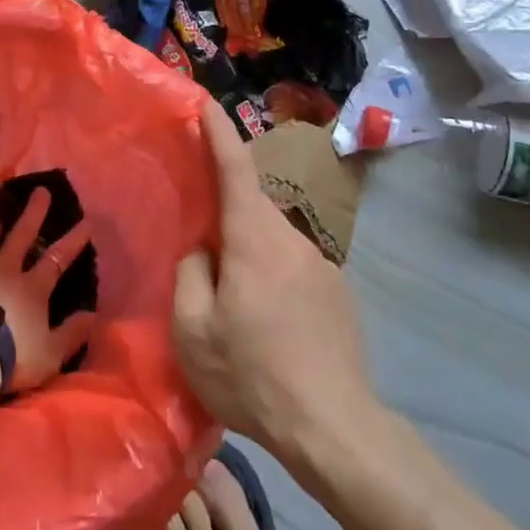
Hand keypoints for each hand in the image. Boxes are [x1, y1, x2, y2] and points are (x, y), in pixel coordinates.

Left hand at [0, 188, 95, 394]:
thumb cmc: (9, 357)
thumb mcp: (50, 354)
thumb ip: (72, 333)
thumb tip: (92, 314)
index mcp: (32, 289)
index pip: (57, 259)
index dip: (73, 241)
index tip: (86, 222)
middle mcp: (3, 270)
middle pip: (21, 236)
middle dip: (33, 213)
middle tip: (40, 190)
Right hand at [173, 104, 376, 462]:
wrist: (335, 426)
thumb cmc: (253, 375)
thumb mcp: (193, 330)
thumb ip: (190, 273)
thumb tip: (204, 250)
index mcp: (254, 239)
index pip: (235, 168)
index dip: (218, 132)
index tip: (206, 102)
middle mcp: (292, 238)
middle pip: (251, 207)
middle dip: (225, 216)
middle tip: (201, 251)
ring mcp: (322, 264)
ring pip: (272, 241)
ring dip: (249, 255)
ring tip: (235, 307)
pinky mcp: (338, 291)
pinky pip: (293, 267)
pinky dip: (272, 279)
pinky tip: (269, 327)